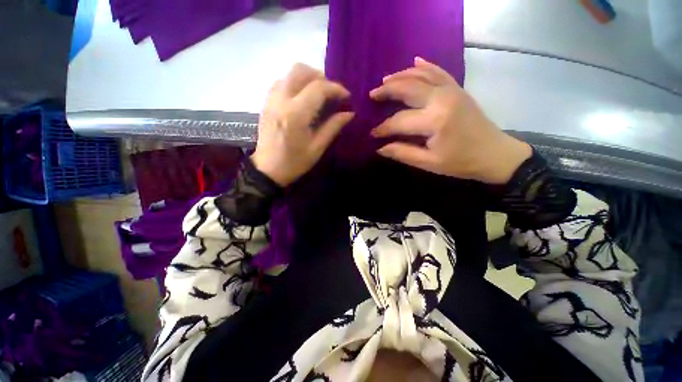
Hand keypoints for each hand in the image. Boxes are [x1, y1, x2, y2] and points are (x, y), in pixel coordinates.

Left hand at [251, 63, 353, 186]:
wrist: (268, 169)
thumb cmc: (295, 162)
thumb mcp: (317, 148)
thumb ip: (333, 127)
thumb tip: (349, 113)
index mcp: (296, 115)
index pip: (318, 88)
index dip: (336, 88)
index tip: (346, 96)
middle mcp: (281, 101)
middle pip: (300, 70)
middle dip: (320, 76)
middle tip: (331, 92)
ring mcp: (271, 100)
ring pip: (289, 73)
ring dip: (307, 78)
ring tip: (318, 94)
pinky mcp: (266, 103)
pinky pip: (281, 82)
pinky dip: (294, 83)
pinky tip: (302, 98)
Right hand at [370, 57, 531, 183]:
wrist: (495, 153)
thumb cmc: (461, 162)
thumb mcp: (429, 163)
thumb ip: (403, 153)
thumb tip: (380, 148)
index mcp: (435, 120)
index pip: (399, 120)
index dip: (383, 128)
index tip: (372, 134)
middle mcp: (442, 99)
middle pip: (408, 87)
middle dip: (387, 90)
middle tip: (372, 95)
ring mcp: (451, 90)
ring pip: (421, 75)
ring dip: (401, 76)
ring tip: (385, 81)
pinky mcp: (458, 89)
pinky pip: (439, 71)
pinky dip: (425, 66)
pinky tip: (415, 62)